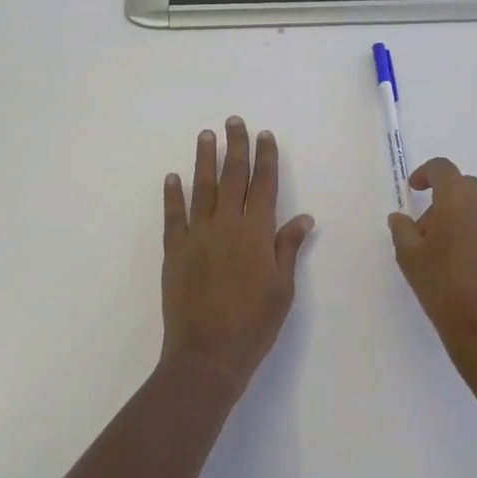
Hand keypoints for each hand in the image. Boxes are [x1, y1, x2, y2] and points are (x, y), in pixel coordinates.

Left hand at [161, 117, 314, 392]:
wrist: (207, 356)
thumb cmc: (254, 324)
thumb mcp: (283, 289)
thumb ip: (288, 249)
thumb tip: (303, 217)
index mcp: (257, 233)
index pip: (264, 185)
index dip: (266, 158)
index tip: (264, 134)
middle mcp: (227, 225)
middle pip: (233, 177)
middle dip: (235, 147)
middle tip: (234, 121)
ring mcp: (197, 236)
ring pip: (202, 188)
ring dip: (204, 160)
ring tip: (206, 135)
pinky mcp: (174, 251)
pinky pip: (173, 216)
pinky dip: (172, 195)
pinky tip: (172, 177)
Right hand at [388, 158, 476, 363]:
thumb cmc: (444, 285)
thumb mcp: (410, 257)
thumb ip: (402, 230)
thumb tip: (400, 217)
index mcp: (458, 196)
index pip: (442, 168)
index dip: (425, 173)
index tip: (413, 190)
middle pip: (462, 185)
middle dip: (441, 199)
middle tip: (425, 229)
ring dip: (460, 214)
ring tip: (443, 249)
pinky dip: (476, 230)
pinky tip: (465, 261)